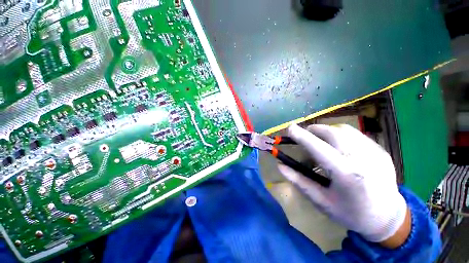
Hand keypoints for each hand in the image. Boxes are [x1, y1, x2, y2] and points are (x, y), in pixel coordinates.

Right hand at [277, 124, 409, 246]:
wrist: (387, 217)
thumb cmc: (350, 213)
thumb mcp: (320, 200)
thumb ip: (299, 180)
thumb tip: (280, 165)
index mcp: (347, 175)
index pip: (319, 149)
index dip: (302, 136)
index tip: (290, 127)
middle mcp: (363, 159)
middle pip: (333, 133)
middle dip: (314, 130)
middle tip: (306, 136)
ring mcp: (375, 153)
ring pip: (344, 130)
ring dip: (327, 131)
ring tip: (321, 141)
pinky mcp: (381, 150)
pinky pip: (355, 134)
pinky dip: (340, 135)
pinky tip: (339, 147)